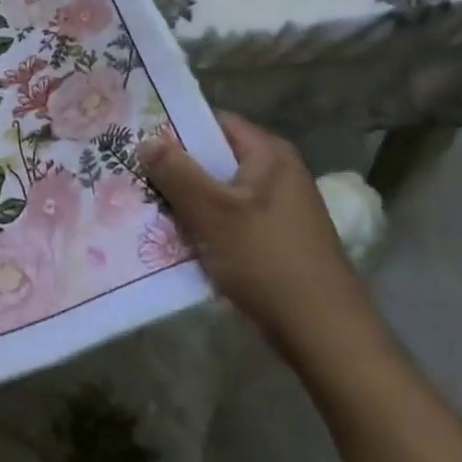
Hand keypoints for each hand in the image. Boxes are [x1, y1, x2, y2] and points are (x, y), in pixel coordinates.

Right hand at [139, 112, 385, 368]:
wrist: (327, 338)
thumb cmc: (268, 262)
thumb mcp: (213, 214)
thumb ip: (177, 173)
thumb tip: (146, 140)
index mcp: (269, 154)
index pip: (213, 122)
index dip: (175, 128)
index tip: (138, 140)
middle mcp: (277, 174)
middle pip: (214, 159)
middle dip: (176, 171)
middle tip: (134, 177)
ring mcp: (279, 210)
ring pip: (220, 194)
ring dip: (188, 203)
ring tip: (146, 210)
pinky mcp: (277, 242)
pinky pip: (231, 222)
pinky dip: (206, 229)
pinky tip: (177, 244)